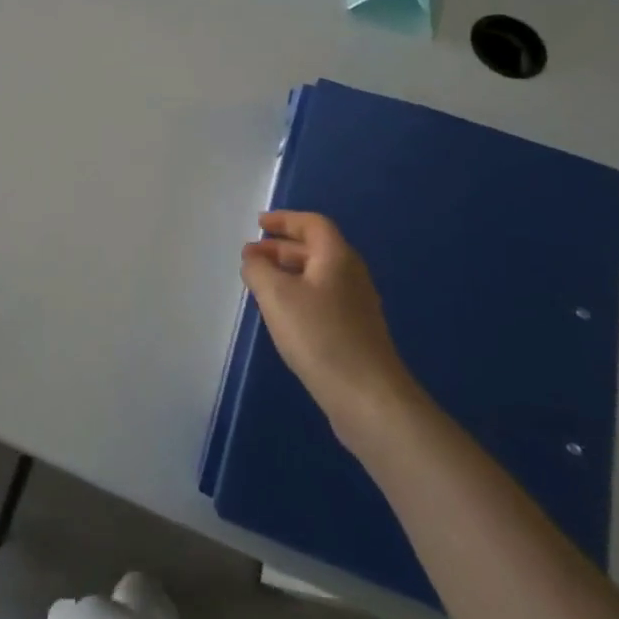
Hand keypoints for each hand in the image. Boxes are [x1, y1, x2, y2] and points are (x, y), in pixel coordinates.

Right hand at [241, 211, 413, 438]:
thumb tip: (253, 259)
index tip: (259, 224)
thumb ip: (258, 270)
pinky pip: (321, 299)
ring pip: (317, 276)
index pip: (312, 224)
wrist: (368, 397)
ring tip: (260, 284)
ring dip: (287, 273)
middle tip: (251, 256)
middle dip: (280, 248)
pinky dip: (298, 295)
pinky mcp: (355, 333)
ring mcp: (356, 306)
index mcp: (337, 257)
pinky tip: (282, 315)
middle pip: (315, 249)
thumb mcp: (277, 296)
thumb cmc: (320, 336)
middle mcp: (351, 275)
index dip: (285, 220)